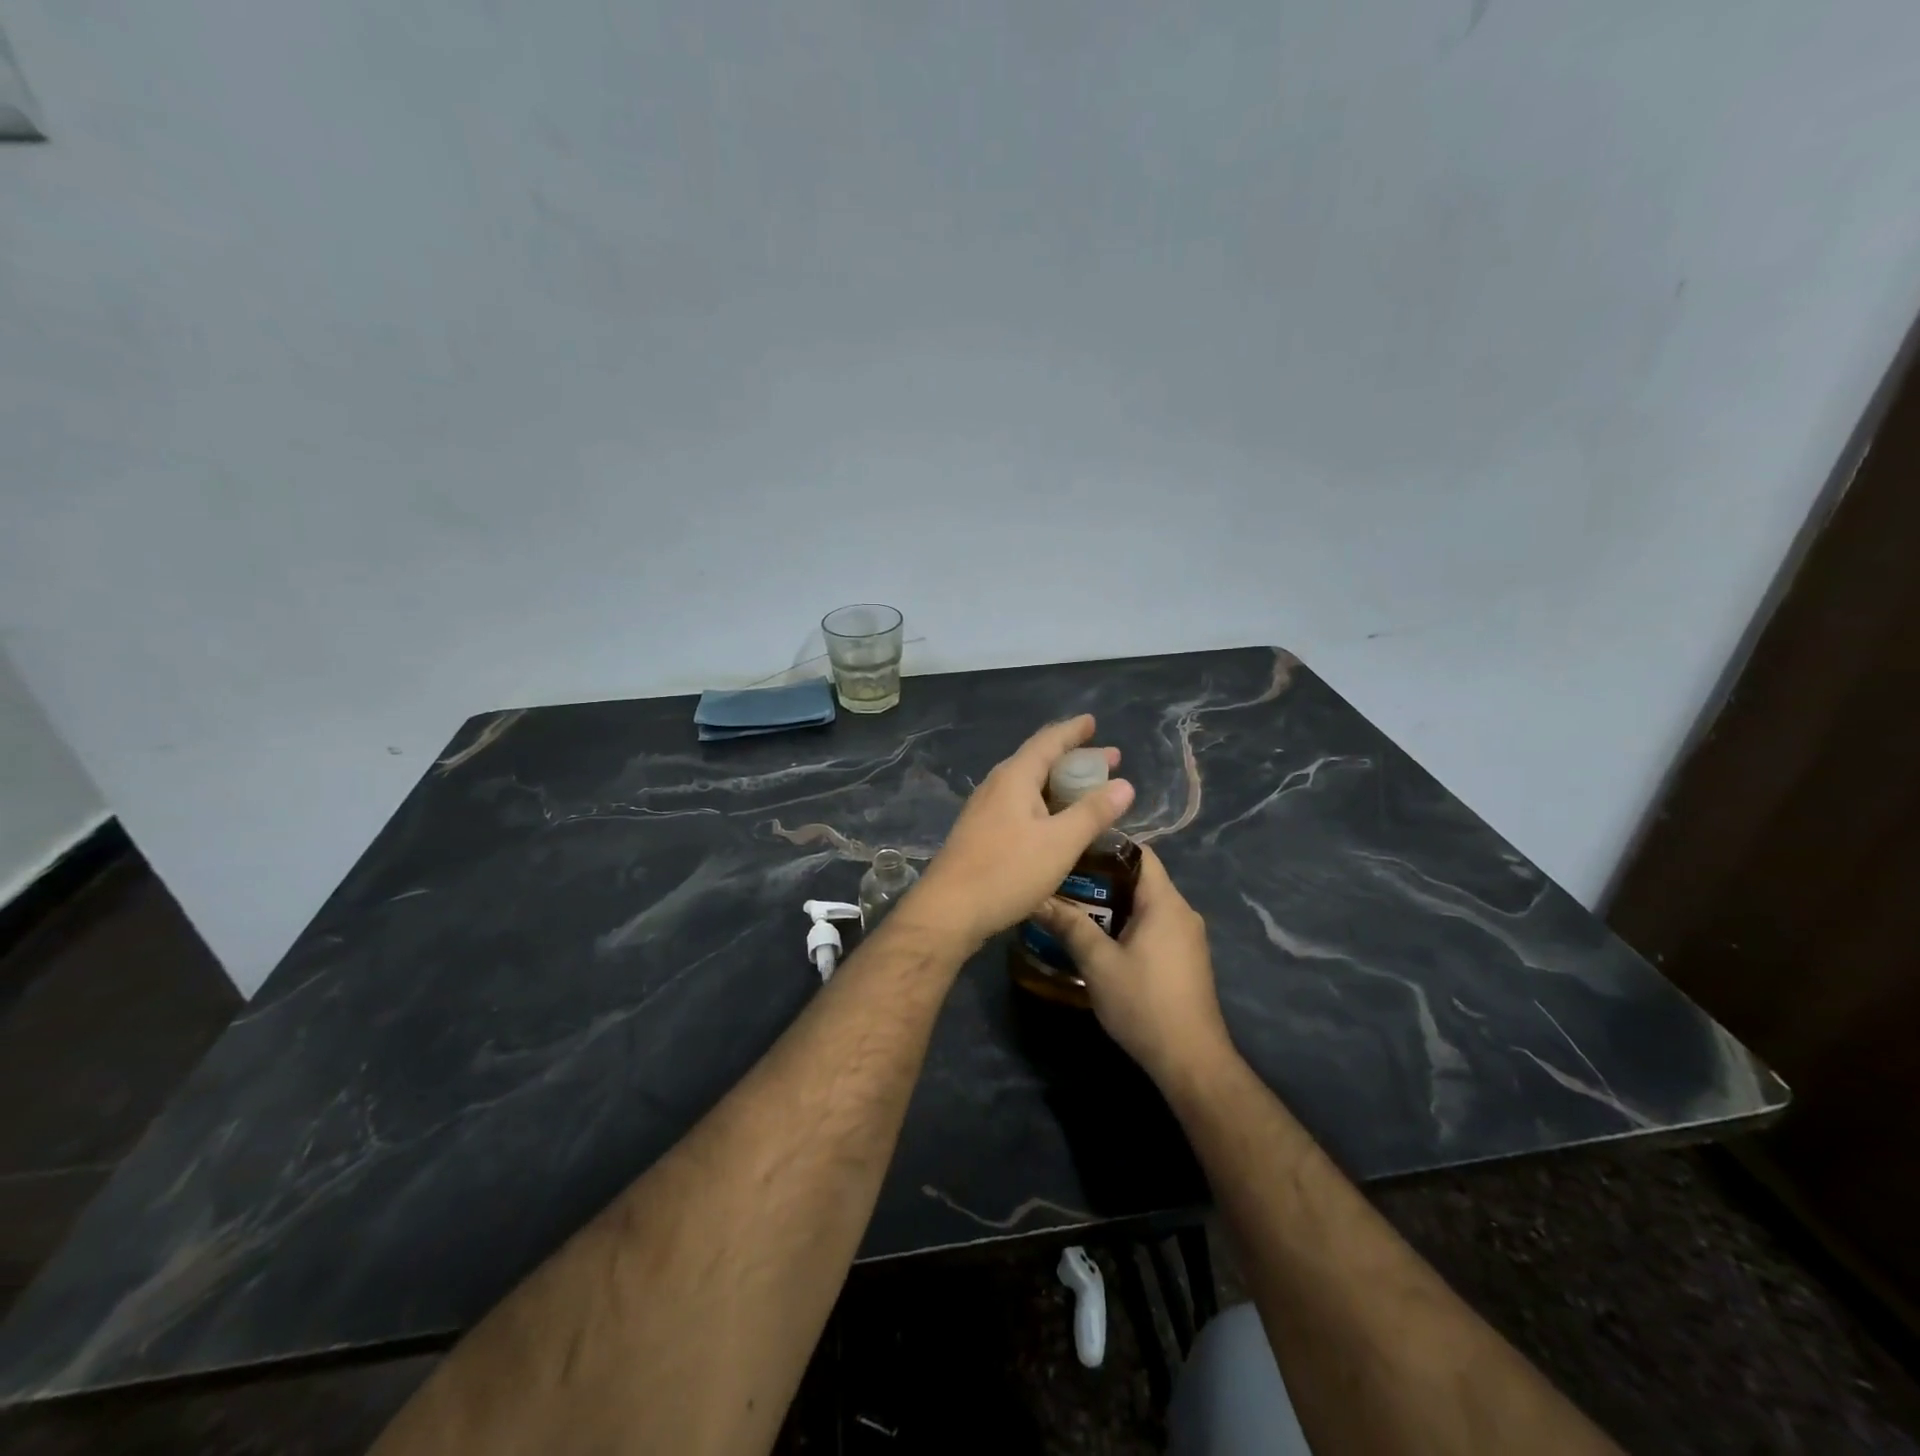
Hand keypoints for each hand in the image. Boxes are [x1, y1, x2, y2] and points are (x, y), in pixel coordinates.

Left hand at [905, 715, 1134, 948]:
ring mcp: (985, 809)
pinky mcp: (981, 833)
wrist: (949, 910)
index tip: (1093, 721)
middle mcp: (997, 785)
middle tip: (1107, 761)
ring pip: (1028, 785)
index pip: (1048, 741)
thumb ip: (1093, 812)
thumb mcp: (1060, 843)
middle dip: (1074, 758)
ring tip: (1086, 790)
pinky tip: (1055, 822)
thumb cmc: (1007, 871)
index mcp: (1015, 777)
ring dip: (1059, 784)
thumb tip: (1124, 784)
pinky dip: (1044, 804)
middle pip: (1038, 760)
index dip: (1073, 730)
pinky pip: (1019, 805)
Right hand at [1030, 844, 1233, 1087]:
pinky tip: (1099, 938)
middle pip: (1140, 878)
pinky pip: (1153, 925)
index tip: (1073, 848)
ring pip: (1146, 904)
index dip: (1107, 845)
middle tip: (1063, 879)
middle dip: (1102, 877)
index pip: (1139, 852)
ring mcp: (1187, 936)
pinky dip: (1127, 923)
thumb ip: (1070, 926)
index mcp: (1165, 903)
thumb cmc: (1144, 1003)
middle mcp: (1182, 912)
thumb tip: (1037, 899)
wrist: (1190, 1060)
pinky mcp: (1185, 958)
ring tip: (1073, 906)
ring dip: (1112, 903)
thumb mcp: (1098, 963)